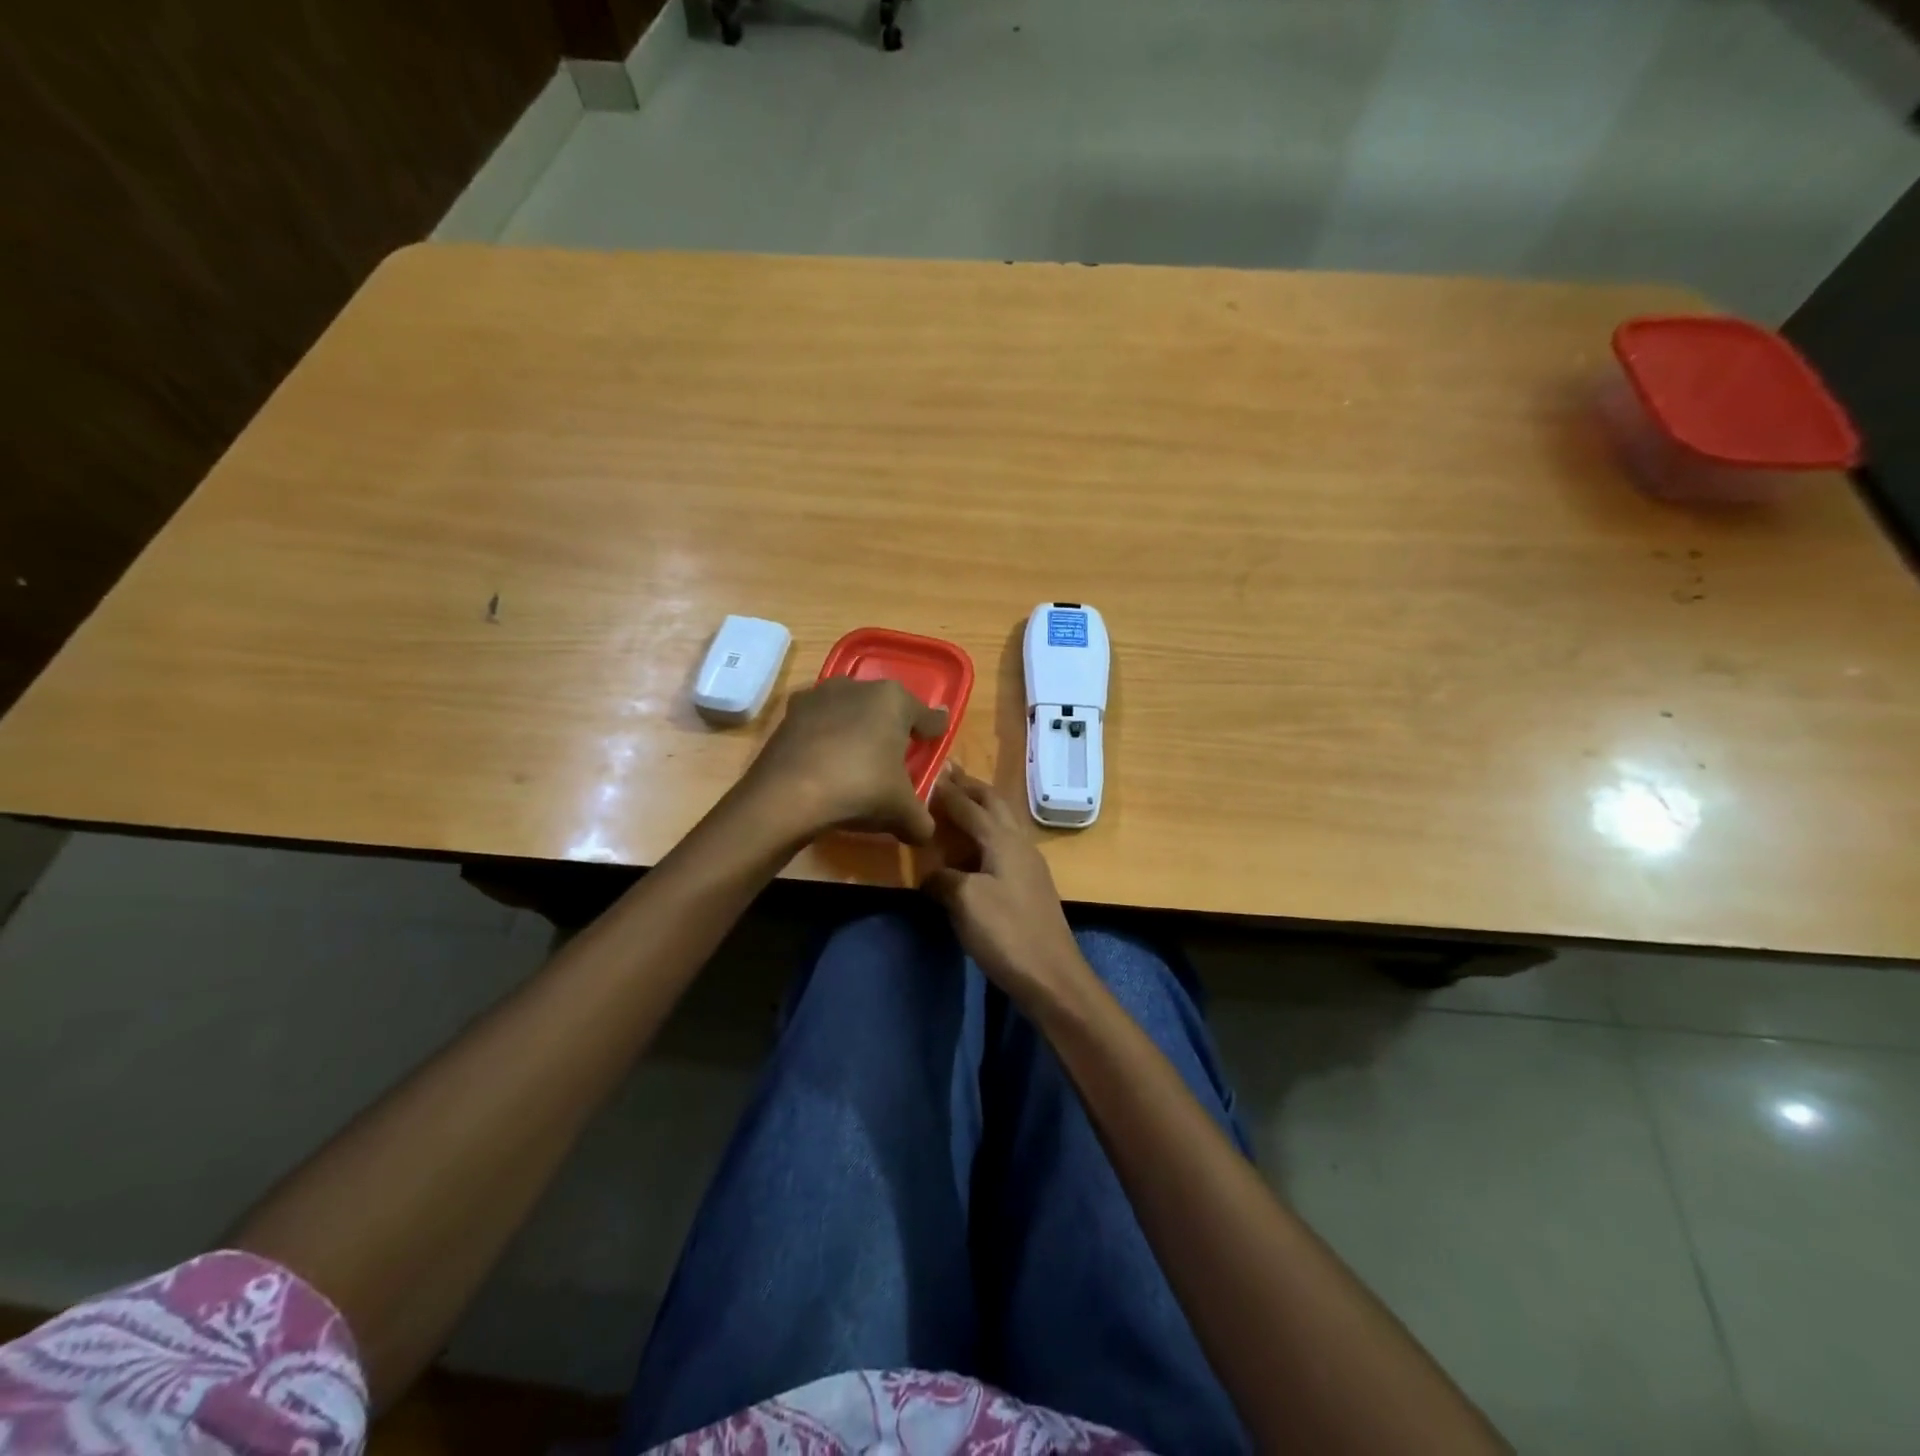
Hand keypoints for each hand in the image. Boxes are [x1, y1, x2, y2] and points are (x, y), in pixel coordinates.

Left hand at [742, 677, 948, 843]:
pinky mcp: (790, 713)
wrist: (787, 795)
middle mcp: (858, 687)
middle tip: (896, 754)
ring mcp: (820, 696)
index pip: (925, 715)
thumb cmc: (860, 789)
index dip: (934, 729)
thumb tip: (925, 832)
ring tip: (858, 758)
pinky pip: (820, 724)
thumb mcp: (902, 812)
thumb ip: (921, 820)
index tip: (938, 733)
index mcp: (895, 700)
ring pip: (850, 711)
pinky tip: (826, 763)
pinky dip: (826, 738)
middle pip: (885, 708)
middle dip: (892, 727)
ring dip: (856, 729)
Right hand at [926, 766, 1089, 1011]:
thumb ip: (943, 879)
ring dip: (981, 807)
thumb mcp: (965, 902)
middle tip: (947, 774)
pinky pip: (1004, 843)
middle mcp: (1019, 843)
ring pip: (1002, 822)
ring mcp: (1028, 863)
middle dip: (970, 787)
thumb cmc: (1006, 932)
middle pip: (994, 803)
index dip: (947, 790)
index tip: (927, 772)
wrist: (1051, 975)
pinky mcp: (1029, 884)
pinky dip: (985, 833)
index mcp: (1002, 839)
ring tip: (958, 802)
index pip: (969, 805)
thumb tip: (930, 875)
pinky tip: (974, 846)